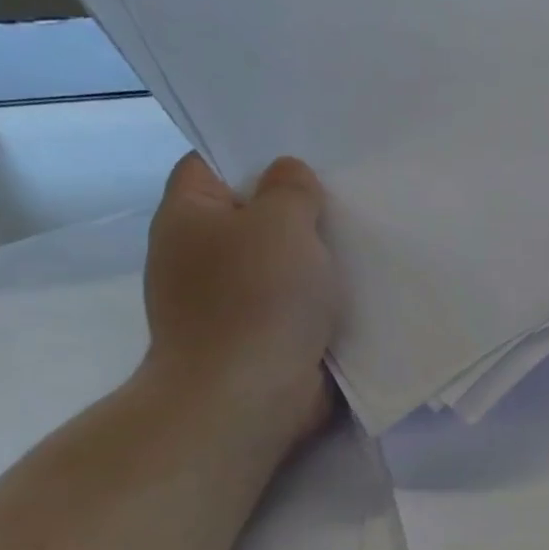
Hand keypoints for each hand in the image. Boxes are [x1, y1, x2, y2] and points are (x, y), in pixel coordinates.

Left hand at [140, 153, 339, 436]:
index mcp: (188, 216)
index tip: (304, 154)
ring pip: (276, 259)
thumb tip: (288, 175)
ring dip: (313, 254)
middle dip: (295, 206)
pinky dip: (317, 295)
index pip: (211, 163)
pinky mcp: (255, 335)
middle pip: (250, 212)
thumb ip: (290, 188)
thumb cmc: (258, 298)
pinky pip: (290, 300)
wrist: (248, 396)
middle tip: (345, 193)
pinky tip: (353, 285)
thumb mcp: (281, 223)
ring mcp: (225, 299)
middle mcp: (198, 254)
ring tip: (360, 236)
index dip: (254, 154)